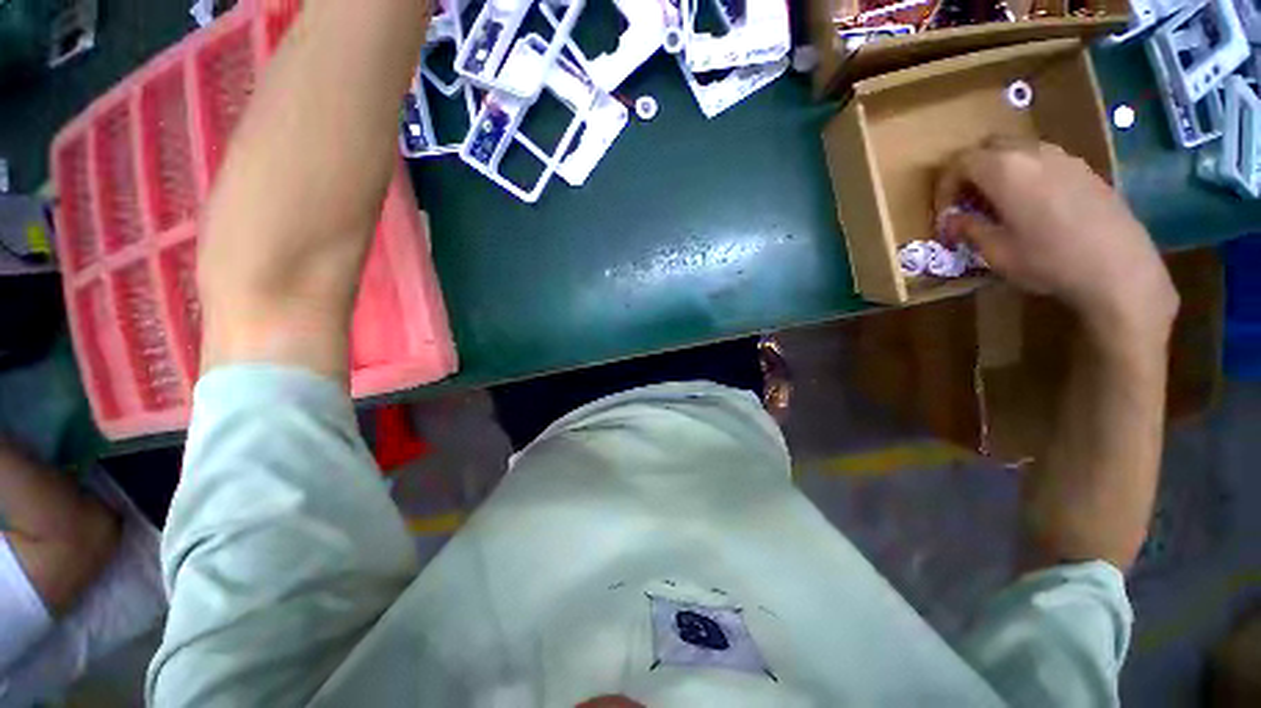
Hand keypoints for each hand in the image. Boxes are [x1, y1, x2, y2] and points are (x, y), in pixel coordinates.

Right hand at [935, 138, 1177, 343]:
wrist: (1118, 268)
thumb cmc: (1048, 260)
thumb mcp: (996, 252)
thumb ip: (969, 229)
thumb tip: (951, 220)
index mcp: (1004, 170)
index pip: (960, 162)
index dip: (944, 186)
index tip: (944, 214)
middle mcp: (1032, 153)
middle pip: (989, 146)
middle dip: (970, 171)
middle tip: (966, 203)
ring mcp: (1063, 157)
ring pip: (1018, 150)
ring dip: (999, 171)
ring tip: (997, 205)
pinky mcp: (1084, 169)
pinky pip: (1043, 160)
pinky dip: (1026, 175)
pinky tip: (1031, 206)